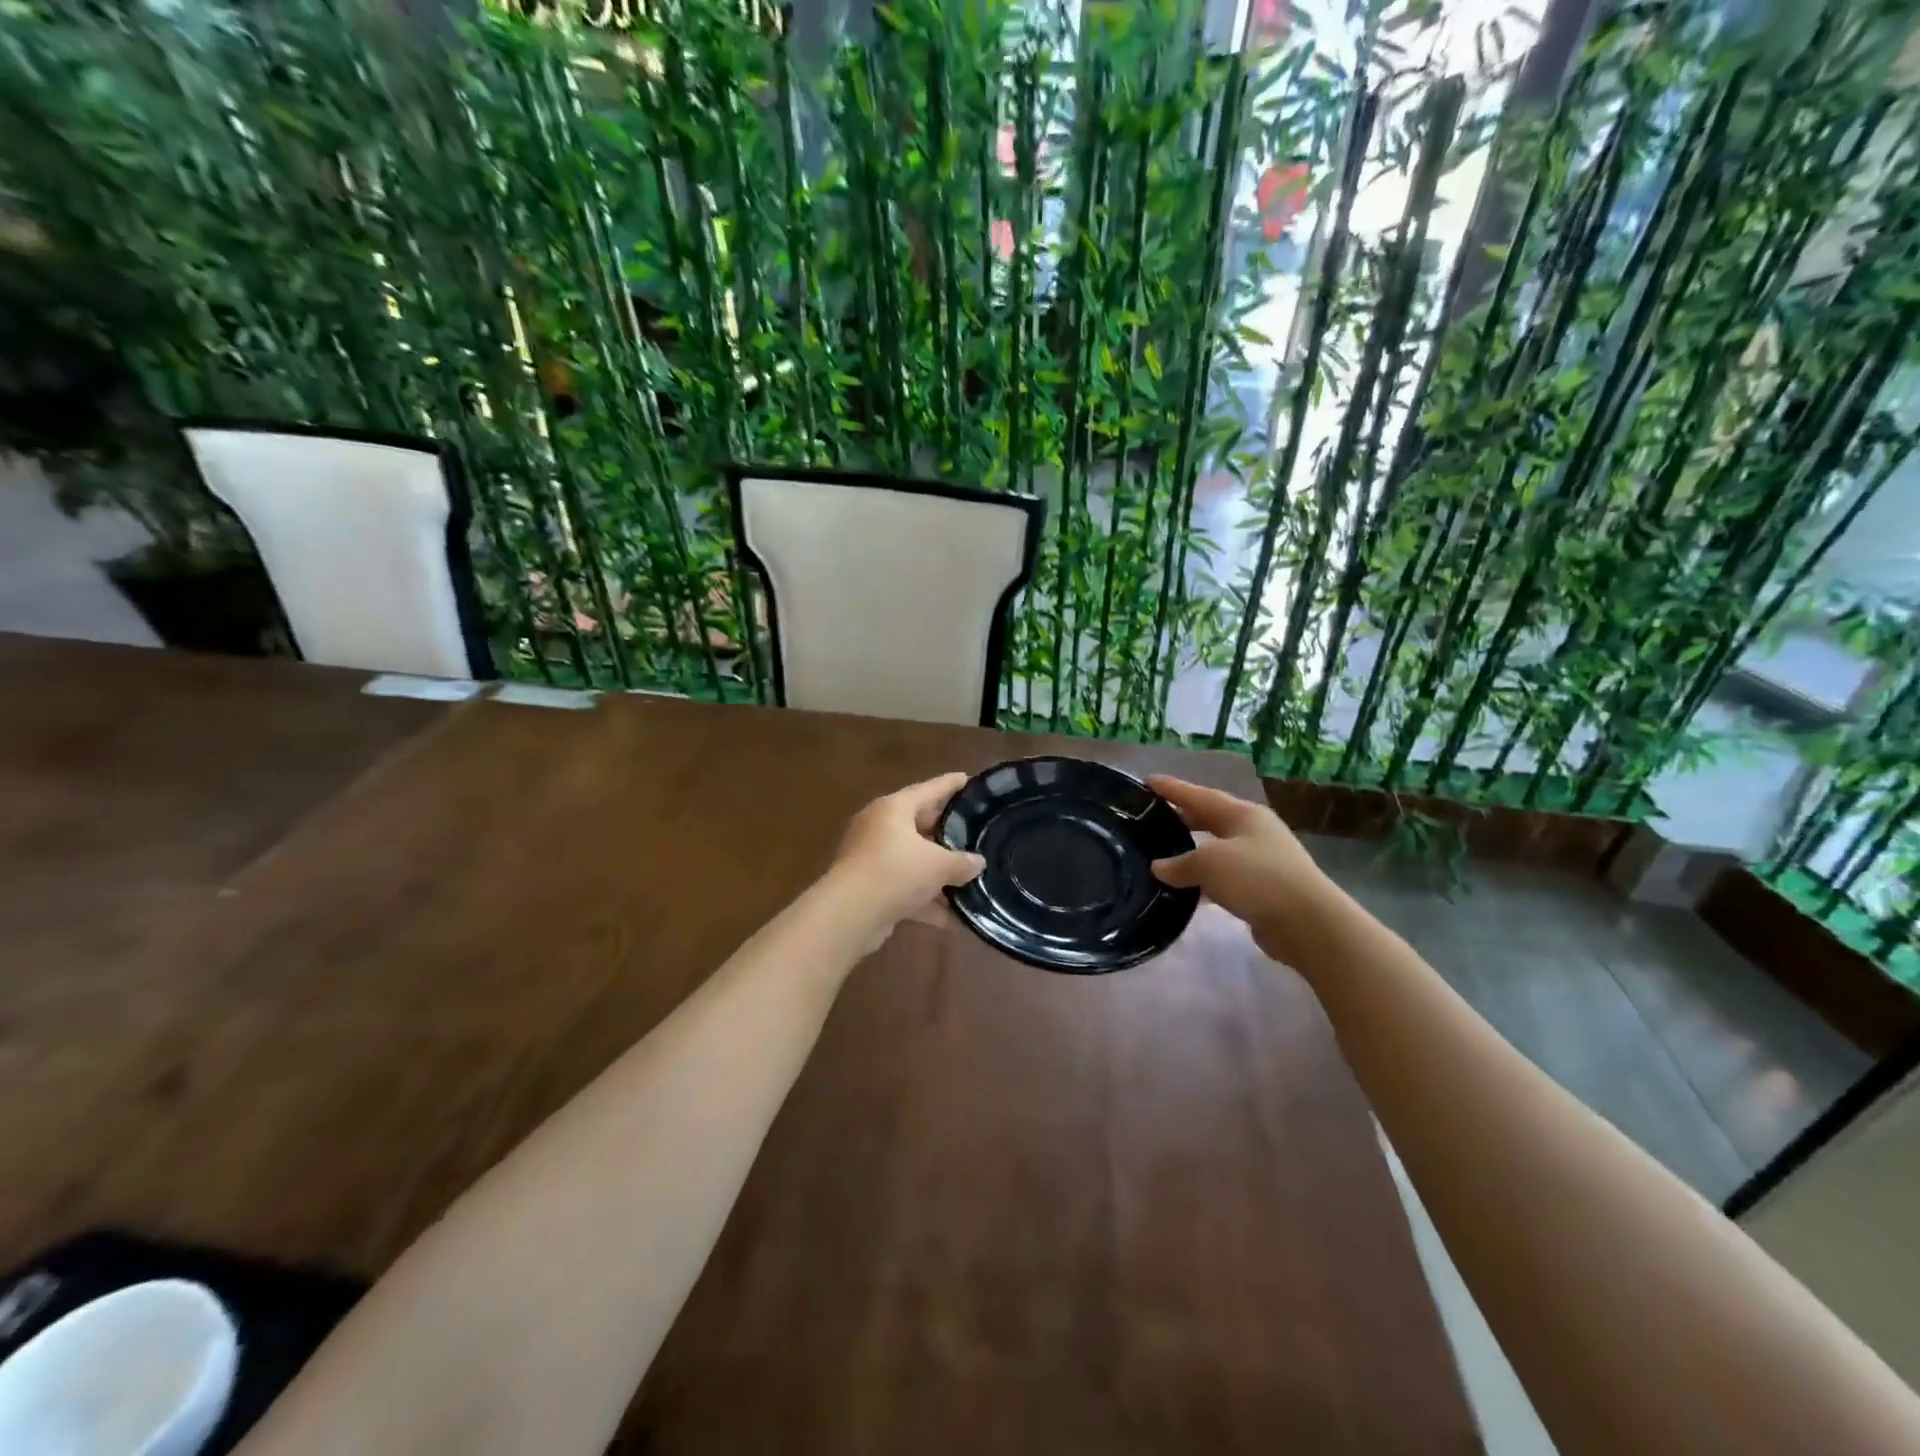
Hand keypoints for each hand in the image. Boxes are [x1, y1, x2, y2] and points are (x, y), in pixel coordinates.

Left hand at [831, 772, 985, 934]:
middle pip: (920, 824)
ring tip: (969, 880)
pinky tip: (950, 919)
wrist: (849, 914)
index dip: (951, 784)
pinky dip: (924, 901)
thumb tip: (978, 863)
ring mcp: (871, 858)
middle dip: (947, 833)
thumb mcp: (938, 865)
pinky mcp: (868, 887)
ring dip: (937, 874)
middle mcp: (879, 827)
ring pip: (912, 860)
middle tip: (974, 832)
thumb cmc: (895, 872)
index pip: (929, 789)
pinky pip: (903, 888)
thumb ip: (962, 862)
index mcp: (894, 808)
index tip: (969, 779)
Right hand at [1147, 776, 1338, 964]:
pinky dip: (1206, 876)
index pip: (1200, 795)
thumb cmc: (1256, 878)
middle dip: (1184, 816)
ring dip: (1194, 848)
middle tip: (1154, 816)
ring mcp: (1263, 859)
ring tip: (1165, 851)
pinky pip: (1226, 874)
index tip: (1148, 781)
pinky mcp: (1265, 887)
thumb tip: (1159, 867)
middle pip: (1212, 818)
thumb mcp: (1209, 864)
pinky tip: (1189, 885)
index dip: (1173, 788)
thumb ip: (1179, 863)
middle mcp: (1255, 830)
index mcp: (1243, 814)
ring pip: (1219, 847)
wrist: (1307, 923)